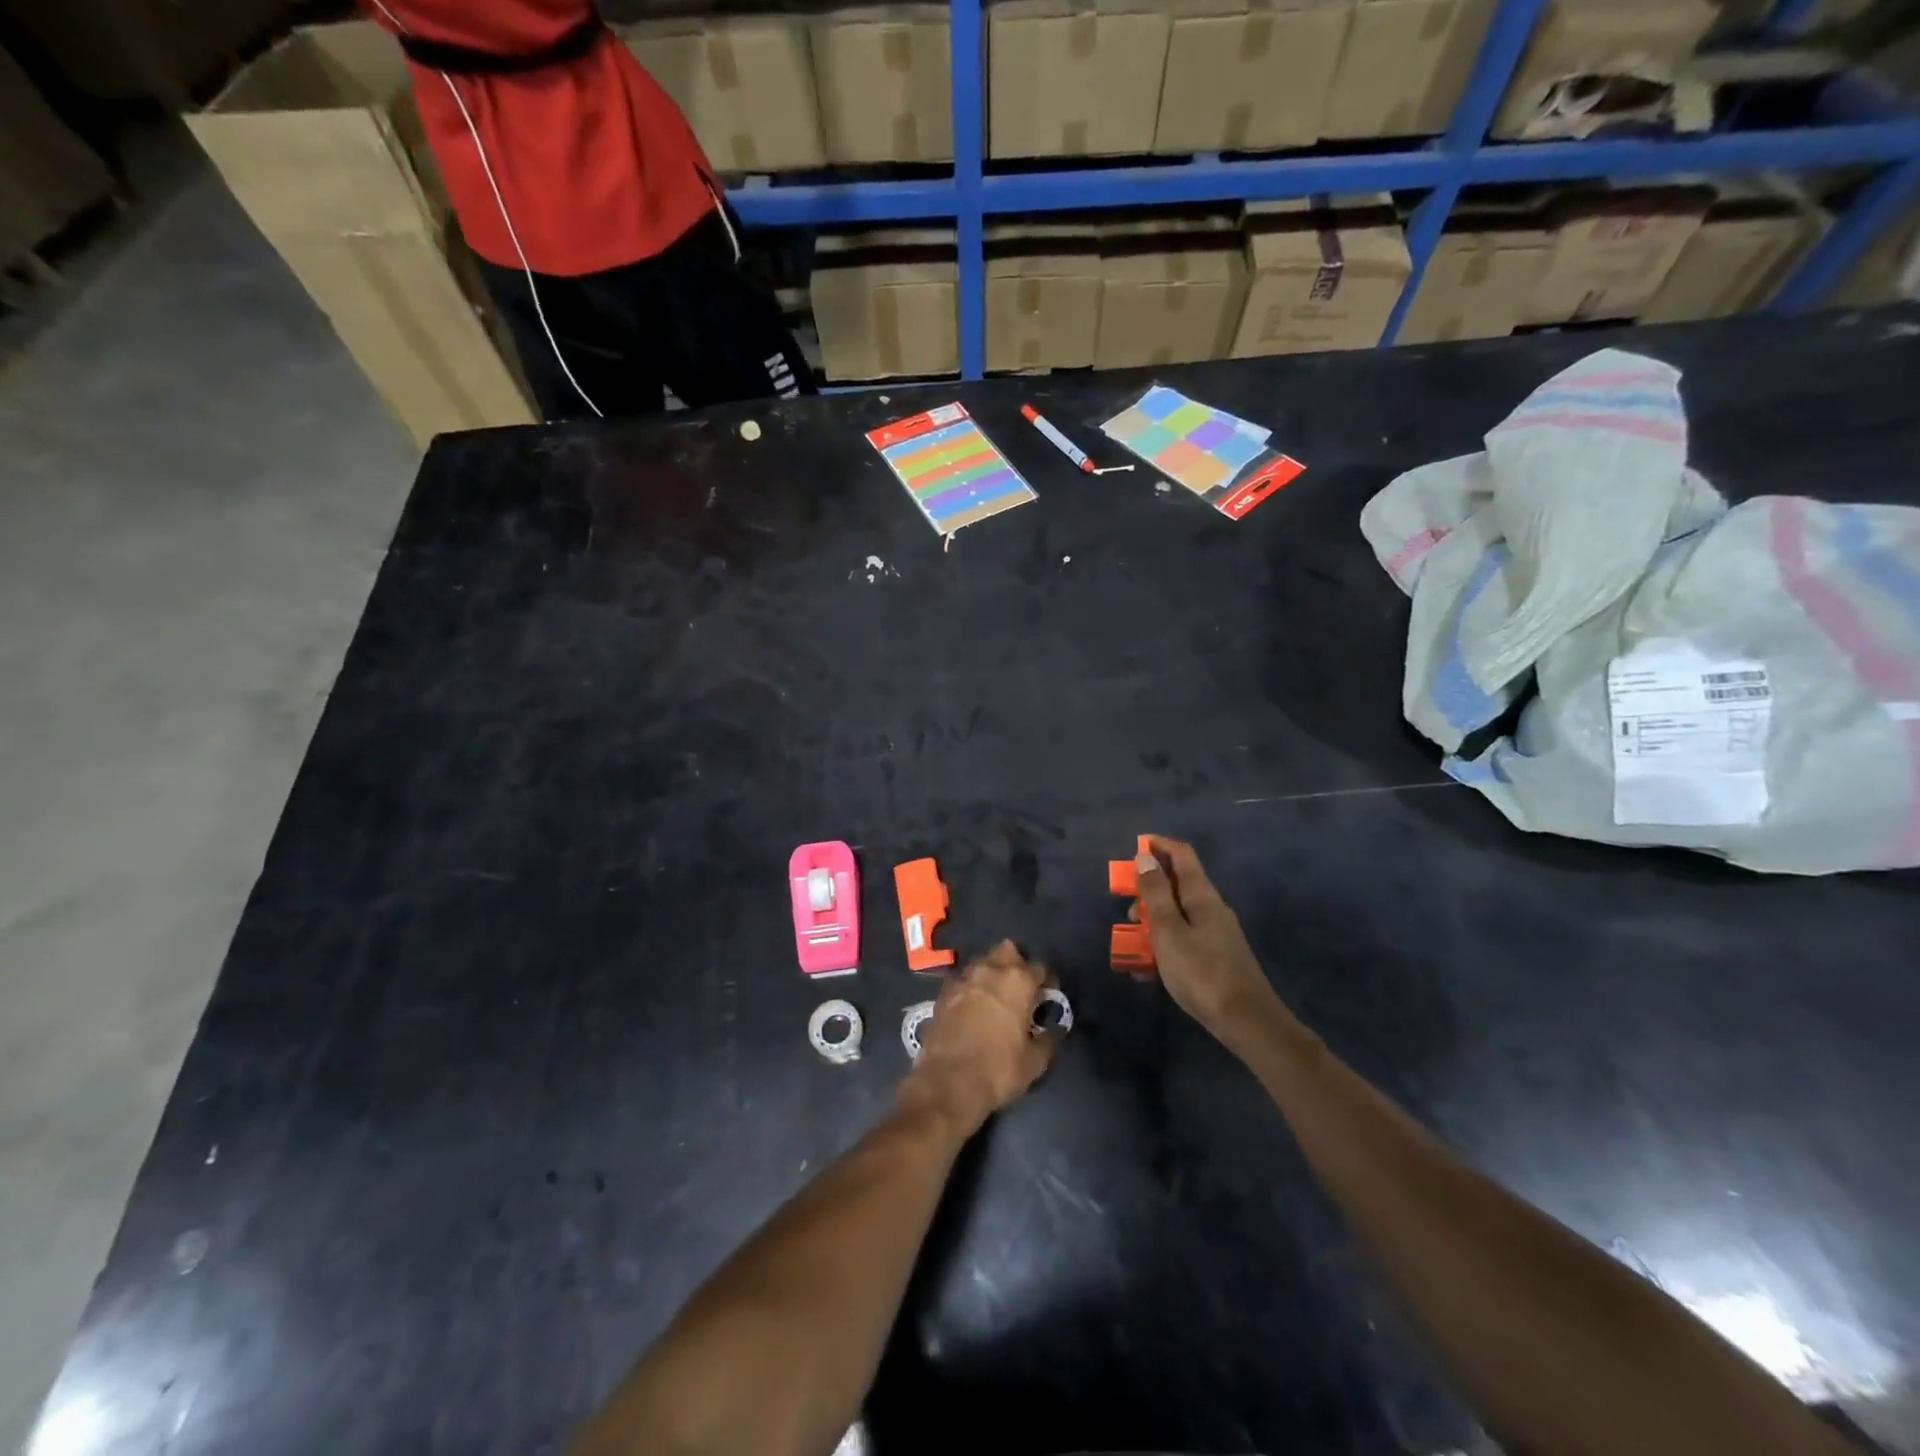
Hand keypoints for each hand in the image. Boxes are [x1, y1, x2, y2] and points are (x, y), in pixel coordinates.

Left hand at [902, 939, 1060, 1135]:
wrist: (947, 1082)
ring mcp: (964, 978)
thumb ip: (1050, 1039)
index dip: (1046, 981)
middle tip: (1020, 988)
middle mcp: (990, 970)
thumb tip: (1058, 1029)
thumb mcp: (1035, 1062)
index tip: (1047, 996)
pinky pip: (964, 979)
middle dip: (1016, 963)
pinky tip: (972, 1006)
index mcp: (1018, 982)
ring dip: (992, 972)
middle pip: (1007, 950)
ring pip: (983, 961)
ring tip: (996, 996)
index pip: (1040, 967)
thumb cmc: (998, 1070)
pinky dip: (971, 987)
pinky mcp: (943, 991)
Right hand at [1127, 836, 1285, 1051]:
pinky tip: (1147, 971)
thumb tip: (1145, 856)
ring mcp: (1216, 933)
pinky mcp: (1216, 957)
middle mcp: (1211, 908)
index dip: (1158, 845)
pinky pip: (1183, 939)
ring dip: (1152, 922)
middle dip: (1148, 892)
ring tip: (1132, 945)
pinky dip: (1163, 945)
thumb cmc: (1201, 973)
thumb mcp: (1169, 931)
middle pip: (1176, 885)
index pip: (1181, 855)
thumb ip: (1155, 893)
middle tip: (1127, 911)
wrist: (1247, 1022)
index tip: (1134, 848)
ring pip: (1177, 915)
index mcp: (1201, 896)